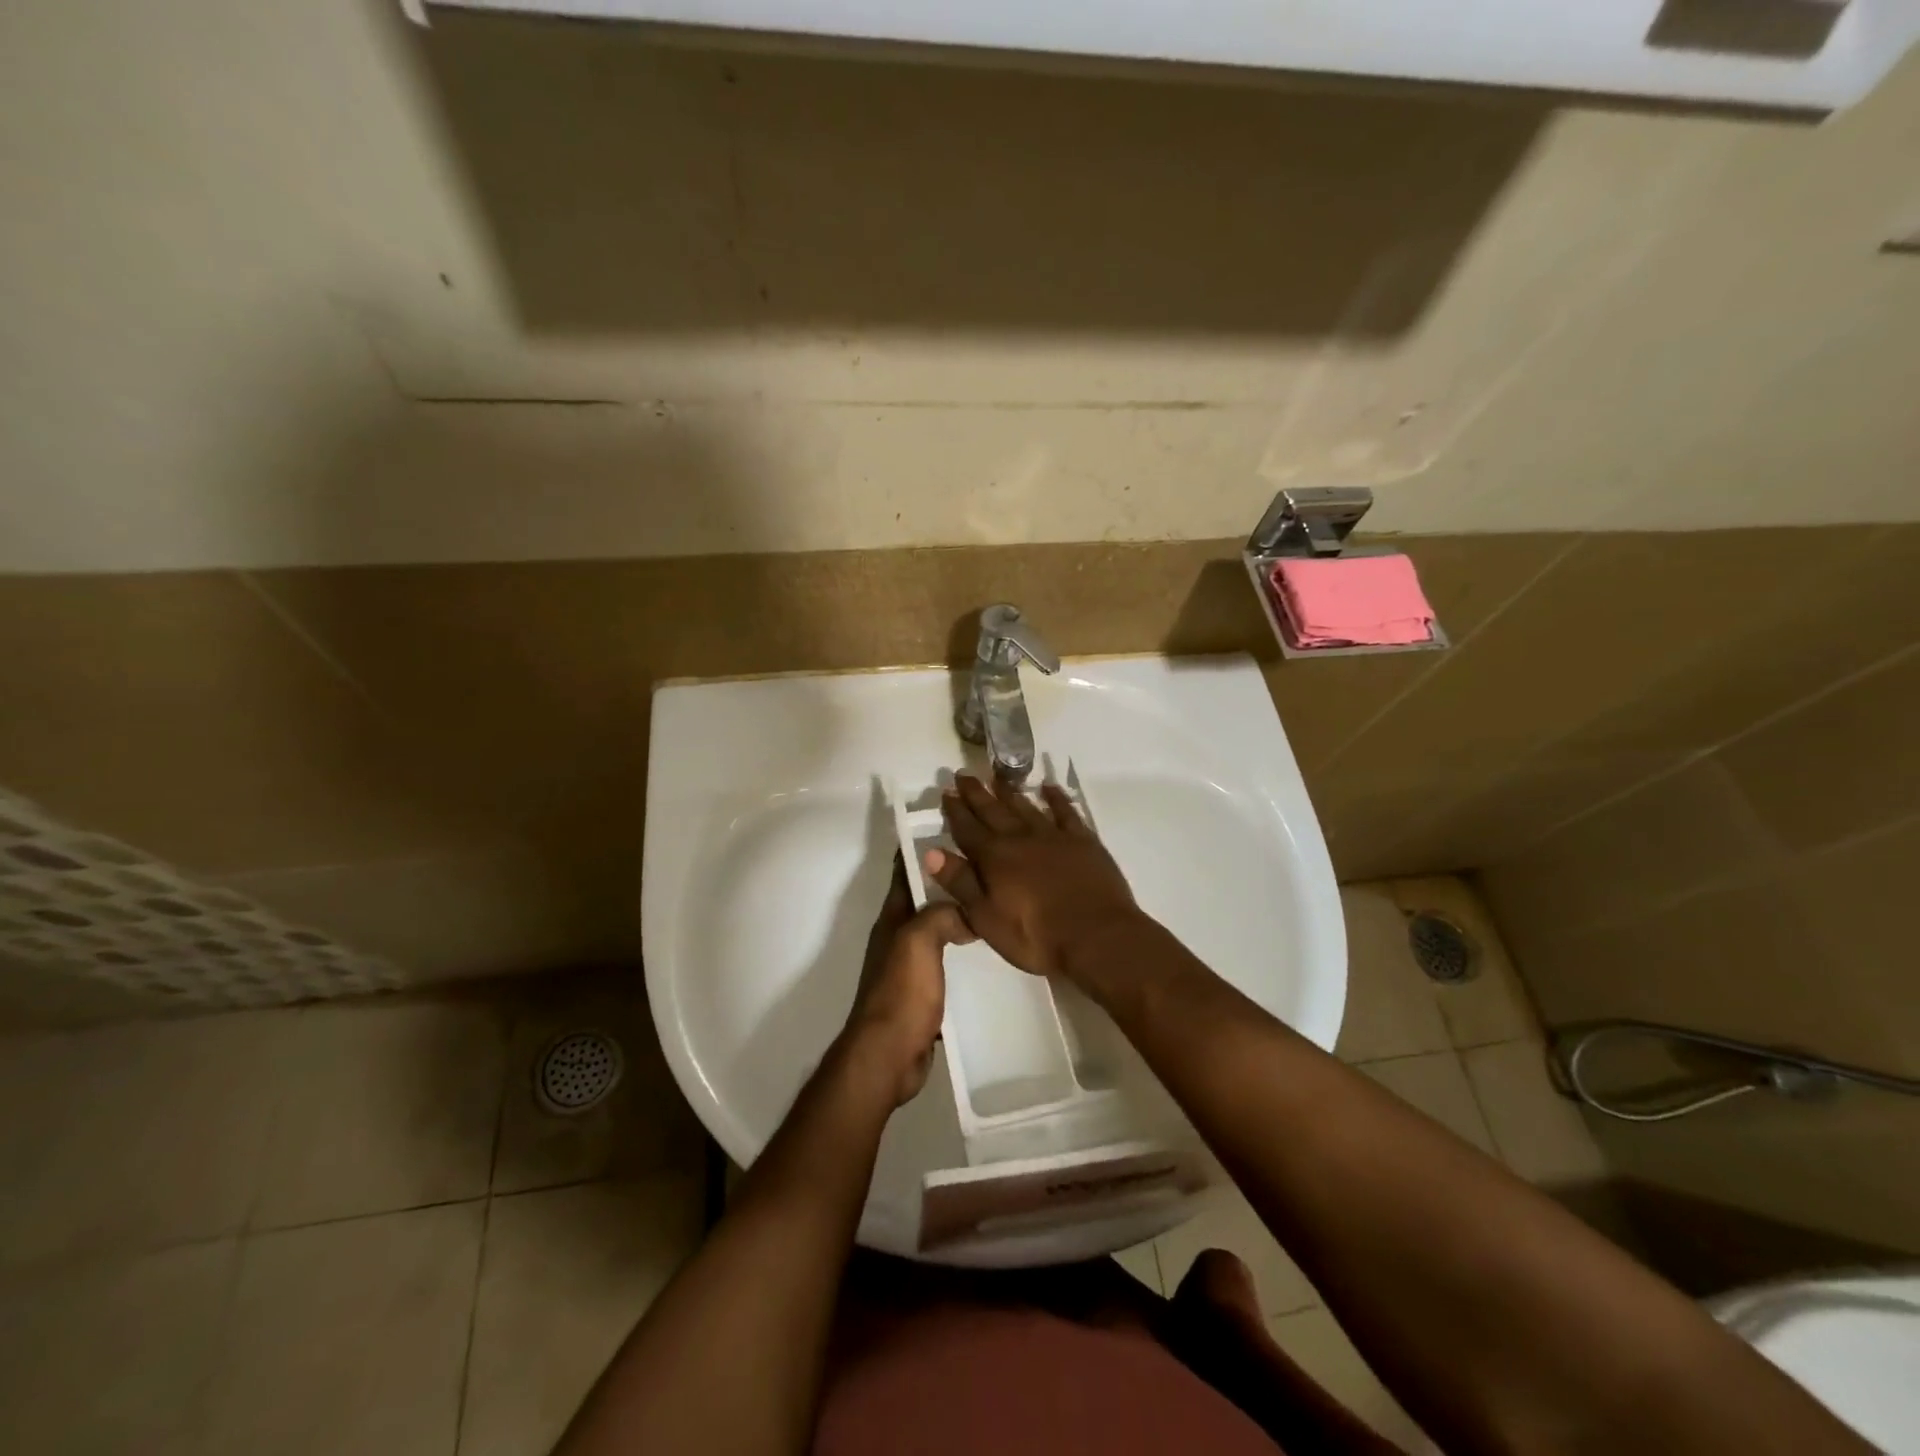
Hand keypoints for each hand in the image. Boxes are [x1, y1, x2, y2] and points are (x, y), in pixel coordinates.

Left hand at [842, 855, 972, 1106]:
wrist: (888, 1055)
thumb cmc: (901, 992)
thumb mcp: (919, 940)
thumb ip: (941, 914)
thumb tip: (968, 908)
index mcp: (892, 918)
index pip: (905, 871)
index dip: (922, 848)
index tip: (953, 829)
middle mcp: (898, 936)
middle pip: (925, 899)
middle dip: (950, 882)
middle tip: (989, 869)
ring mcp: (910, 966)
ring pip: (938, 930)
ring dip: (960, 918)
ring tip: (997, 906)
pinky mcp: (923, 993)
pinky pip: (947, 961)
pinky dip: (964, 953)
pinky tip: (989, 954)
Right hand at [924, 774, 1140, 980]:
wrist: (1097, 937)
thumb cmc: (1035, 936)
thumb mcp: (986, 918)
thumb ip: (960, 883)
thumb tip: (931, 852)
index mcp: (994, 857)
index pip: (968, 829)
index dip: (955, 811)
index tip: (945, 792)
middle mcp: (1021, 838)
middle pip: (994, 811)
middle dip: (977, 794)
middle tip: (964, 774)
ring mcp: (1054, 836)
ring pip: (1026, 806)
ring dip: (1010, 792)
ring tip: (997, 776)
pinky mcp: (1083, 841)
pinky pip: (1066, 812)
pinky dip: (1056, 798)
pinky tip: (1049, 788)